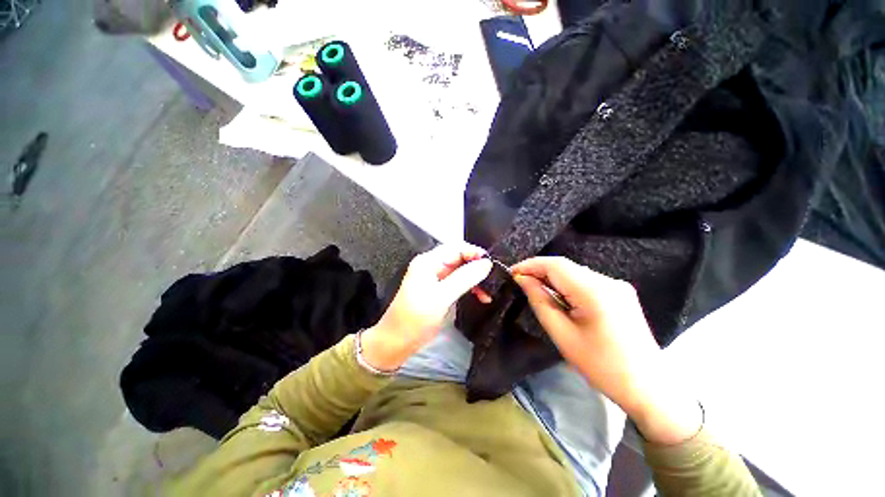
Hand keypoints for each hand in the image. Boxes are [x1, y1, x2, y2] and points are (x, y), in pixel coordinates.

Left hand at [360, 244, 492, 371]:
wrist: (396, 342)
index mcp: (428, 261)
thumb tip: (487, 263)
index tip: (492, 265)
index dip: (475, 253)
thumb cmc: (415, 318)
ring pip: (461, 270)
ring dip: (475, 279)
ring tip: (488, 292)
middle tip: (493, 280)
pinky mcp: (439, 289)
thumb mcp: (441, 297)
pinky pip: (458, 282)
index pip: (456, 247)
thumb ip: (464, 278)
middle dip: (477, 267)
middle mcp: (432, 265)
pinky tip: (480, 296)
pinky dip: (470, 287)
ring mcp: (435, 277)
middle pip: (460, 258)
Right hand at [511, 257, 701, 443]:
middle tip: (520, 281)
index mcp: (595, 292)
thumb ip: (540, 301)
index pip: (555, 265)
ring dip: (552, 277)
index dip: (530, 265)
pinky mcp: (620, 292)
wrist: (648, 386)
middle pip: (566, 266)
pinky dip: (567, 284)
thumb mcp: (562, 335)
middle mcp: (609, 281)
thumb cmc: (601, 366)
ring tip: (535, 289)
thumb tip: (523, 280)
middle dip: (540, 270)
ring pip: (575, 272)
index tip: (511, 272)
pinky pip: (586, 280)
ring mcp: (617, 285)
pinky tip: (559, 296)